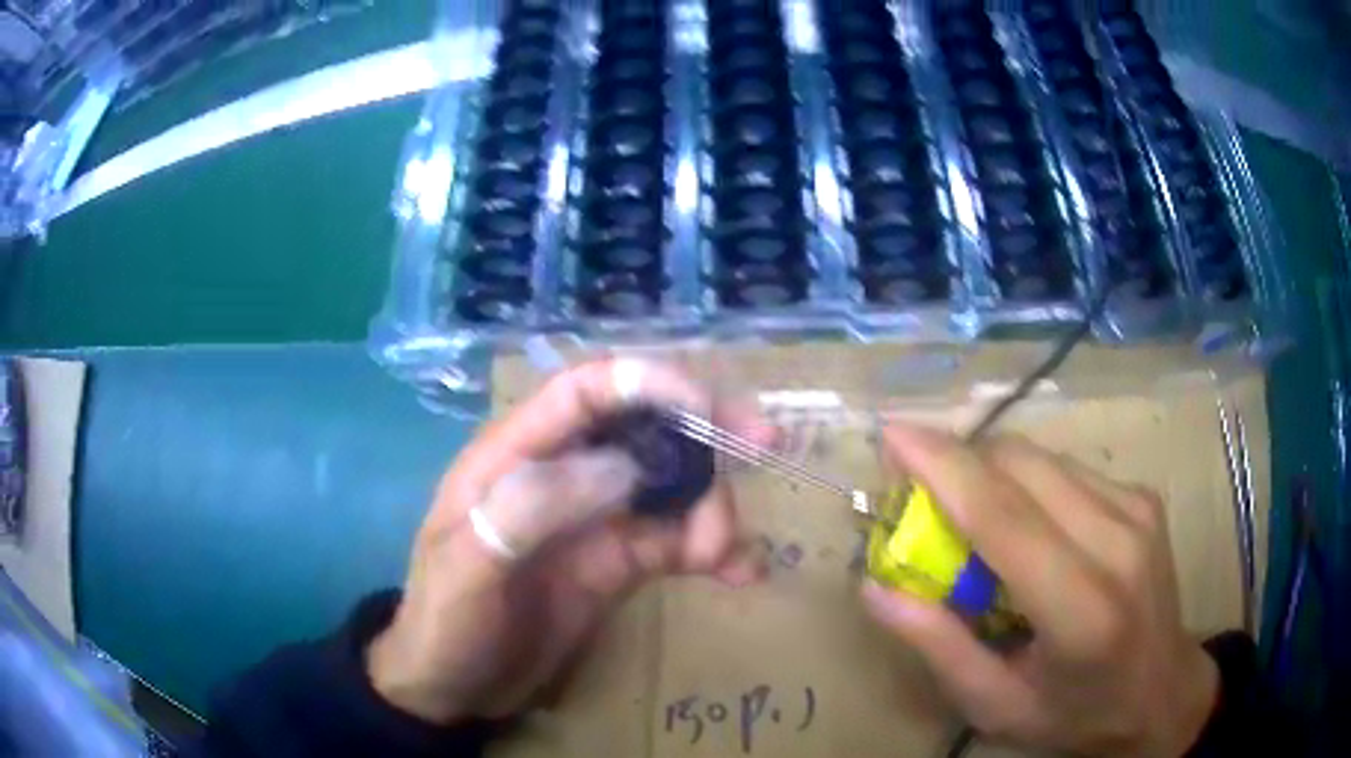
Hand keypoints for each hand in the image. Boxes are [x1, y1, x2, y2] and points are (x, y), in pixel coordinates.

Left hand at [367, 359, 770, 723]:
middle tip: (764, 444)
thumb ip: (530, 509)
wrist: (452, 689)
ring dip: (711, 505)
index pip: (584, 391)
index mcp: (513, 456)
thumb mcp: (467, 568)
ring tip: (726, 553)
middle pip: (641, 427)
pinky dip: (713, 550)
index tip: (707, 404)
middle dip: (703, 430)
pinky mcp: (616, 563)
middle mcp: (561, 475)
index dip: (646, 381)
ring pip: (669, 485)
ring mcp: (592, 519)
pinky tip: (740, 573)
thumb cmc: (444, 623)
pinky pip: (675, 541)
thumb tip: (626, 468)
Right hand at [862, 425, 1218, 756]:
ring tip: (965, 513)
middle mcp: (1118, 543)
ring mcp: (1137, 510)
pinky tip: (1021, 521)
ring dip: (991, 470)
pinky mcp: (1143, 496)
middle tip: (916, 489)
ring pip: (1043, 458)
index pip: (1005, 517)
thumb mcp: (997, 707)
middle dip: (959, 460)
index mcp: (1081, 610)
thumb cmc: (1076, 715)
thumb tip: (876, 588)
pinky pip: (1067, 469)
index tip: (892, 434)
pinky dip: (1027, 482)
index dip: (944, 467)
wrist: (1163, 693)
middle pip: (1022, 466)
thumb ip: (939, 648)